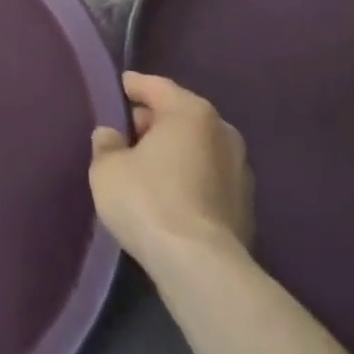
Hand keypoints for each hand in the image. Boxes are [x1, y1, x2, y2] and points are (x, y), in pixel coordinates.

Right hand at [89, 72, 253, 273]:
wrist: (201, 266)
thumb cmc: (148, 201)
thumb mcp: (107, 168)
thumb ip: (106, 144)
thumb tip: (112, 136)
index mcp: (190, 112)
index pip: (156, 86)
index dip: (133, 86)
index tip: (119, 88)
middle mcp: (222, 131)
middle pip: (180, 114)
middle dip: (154, 120)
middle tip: (127, 132)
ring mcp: (241, 169)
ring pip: (198, 146)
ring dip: (174, 150)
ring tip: (147, 165)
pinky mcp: (246, 204)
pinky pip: (208, 175)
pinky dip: (189, 175)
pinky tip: (169, 193)